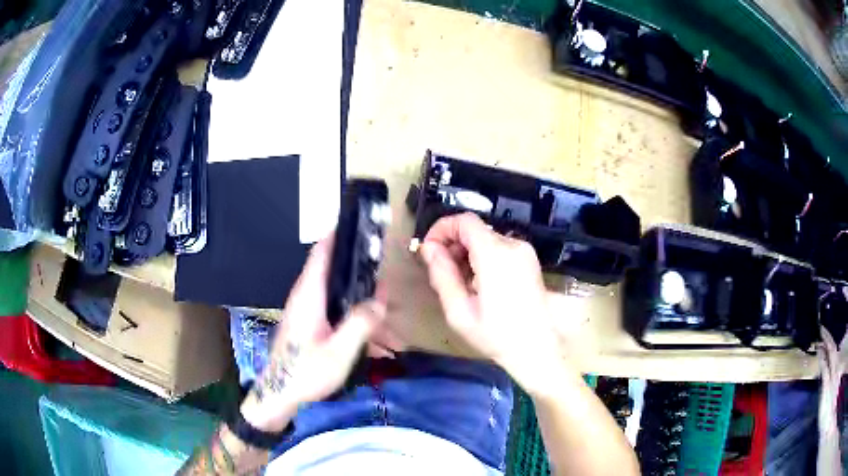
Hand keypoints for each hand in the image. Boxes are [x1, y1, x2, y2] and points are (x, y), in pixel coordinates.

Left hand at [240, 236, 387, 431]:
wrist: (279, 397)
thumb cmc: (304, 373)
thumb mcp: (339, 352)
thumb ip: (361, 324)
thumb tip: (379, 302)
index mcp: (309, 296)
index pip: (321, 254)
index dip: (337, 235)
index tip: (356, 223)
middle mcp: (306, 298)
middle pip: (335, 274)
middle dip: (361, 277)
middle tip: (386, 285)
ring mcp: (307, 313)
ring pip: (339, 298)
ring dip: (362, 309)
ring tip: (388, 330)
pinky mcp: (309, 326)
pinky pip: (336, 316)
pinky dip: (355, 325)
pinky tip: (375, 348)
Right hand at [419, 213, 567, 394]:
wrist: (537, 348)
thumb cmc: (496, 335)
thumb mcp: (459, 311)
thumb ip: (442, 275)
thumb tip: (429, 248)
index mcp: (495, 255)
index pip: (465, 220)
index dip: (442, 228)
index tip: (429, 250)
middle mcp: (513, 245)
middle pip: (475, 229)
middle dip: (453, 244)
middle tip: (442, 273)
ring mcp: (524, 252)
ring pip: (486, 239)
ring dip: (467, 253)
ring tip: (461, 284)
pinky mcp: (529, 260)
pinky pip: (499, 248)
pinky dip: (483, 258)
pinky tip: (479, 284)